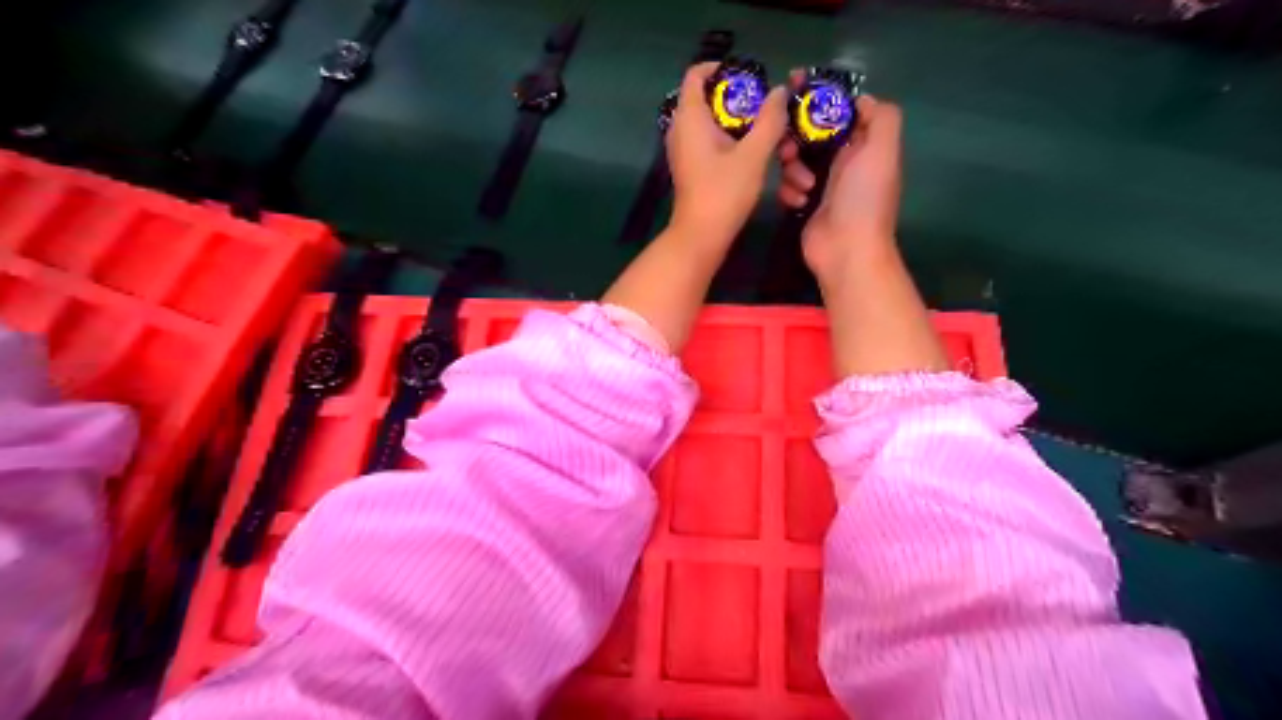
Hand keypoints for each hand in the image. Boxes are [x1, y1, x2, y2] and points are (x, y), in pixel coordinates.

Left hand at [667, 61, 787, 251]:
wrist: (702, 240)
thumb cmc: (723, 192)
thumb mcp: (753, 154)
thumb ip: (769, 120)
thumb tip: (779, 92)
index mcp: (692, 118)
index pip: (697, 75)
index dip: (721, 68)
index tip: (751, 76)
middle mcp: (689, 132)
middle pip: (726, 109)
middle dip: (762, 121)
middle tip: (787, 131)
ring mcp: (695, 154)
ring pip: (735, 139)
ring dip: (768, 152)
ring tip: (797, 173)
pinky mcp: (703, 173)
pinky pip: (731, 158)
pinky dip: (755, 167)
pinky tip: (788, 191)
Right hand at [775, 90, 905, 286]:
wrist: (846, 250)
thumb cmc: (863, 198)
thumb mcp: (882, 149)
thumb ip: (879, 116)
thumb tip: (860, 99)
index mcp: (863, 144)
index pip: (838, 109)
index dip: (818, 95)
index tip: (793, 85)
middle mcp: (843, 160)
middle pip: (810, 132)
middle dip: (796, 136)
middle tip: (786, 146)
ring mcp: (822, 183)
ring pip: (795, 159)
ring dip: (792, 169)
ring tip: (803, 185)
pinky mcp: (804, 203)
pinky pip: (788, 186)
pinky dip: (790, 192)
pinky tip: (799, 203)